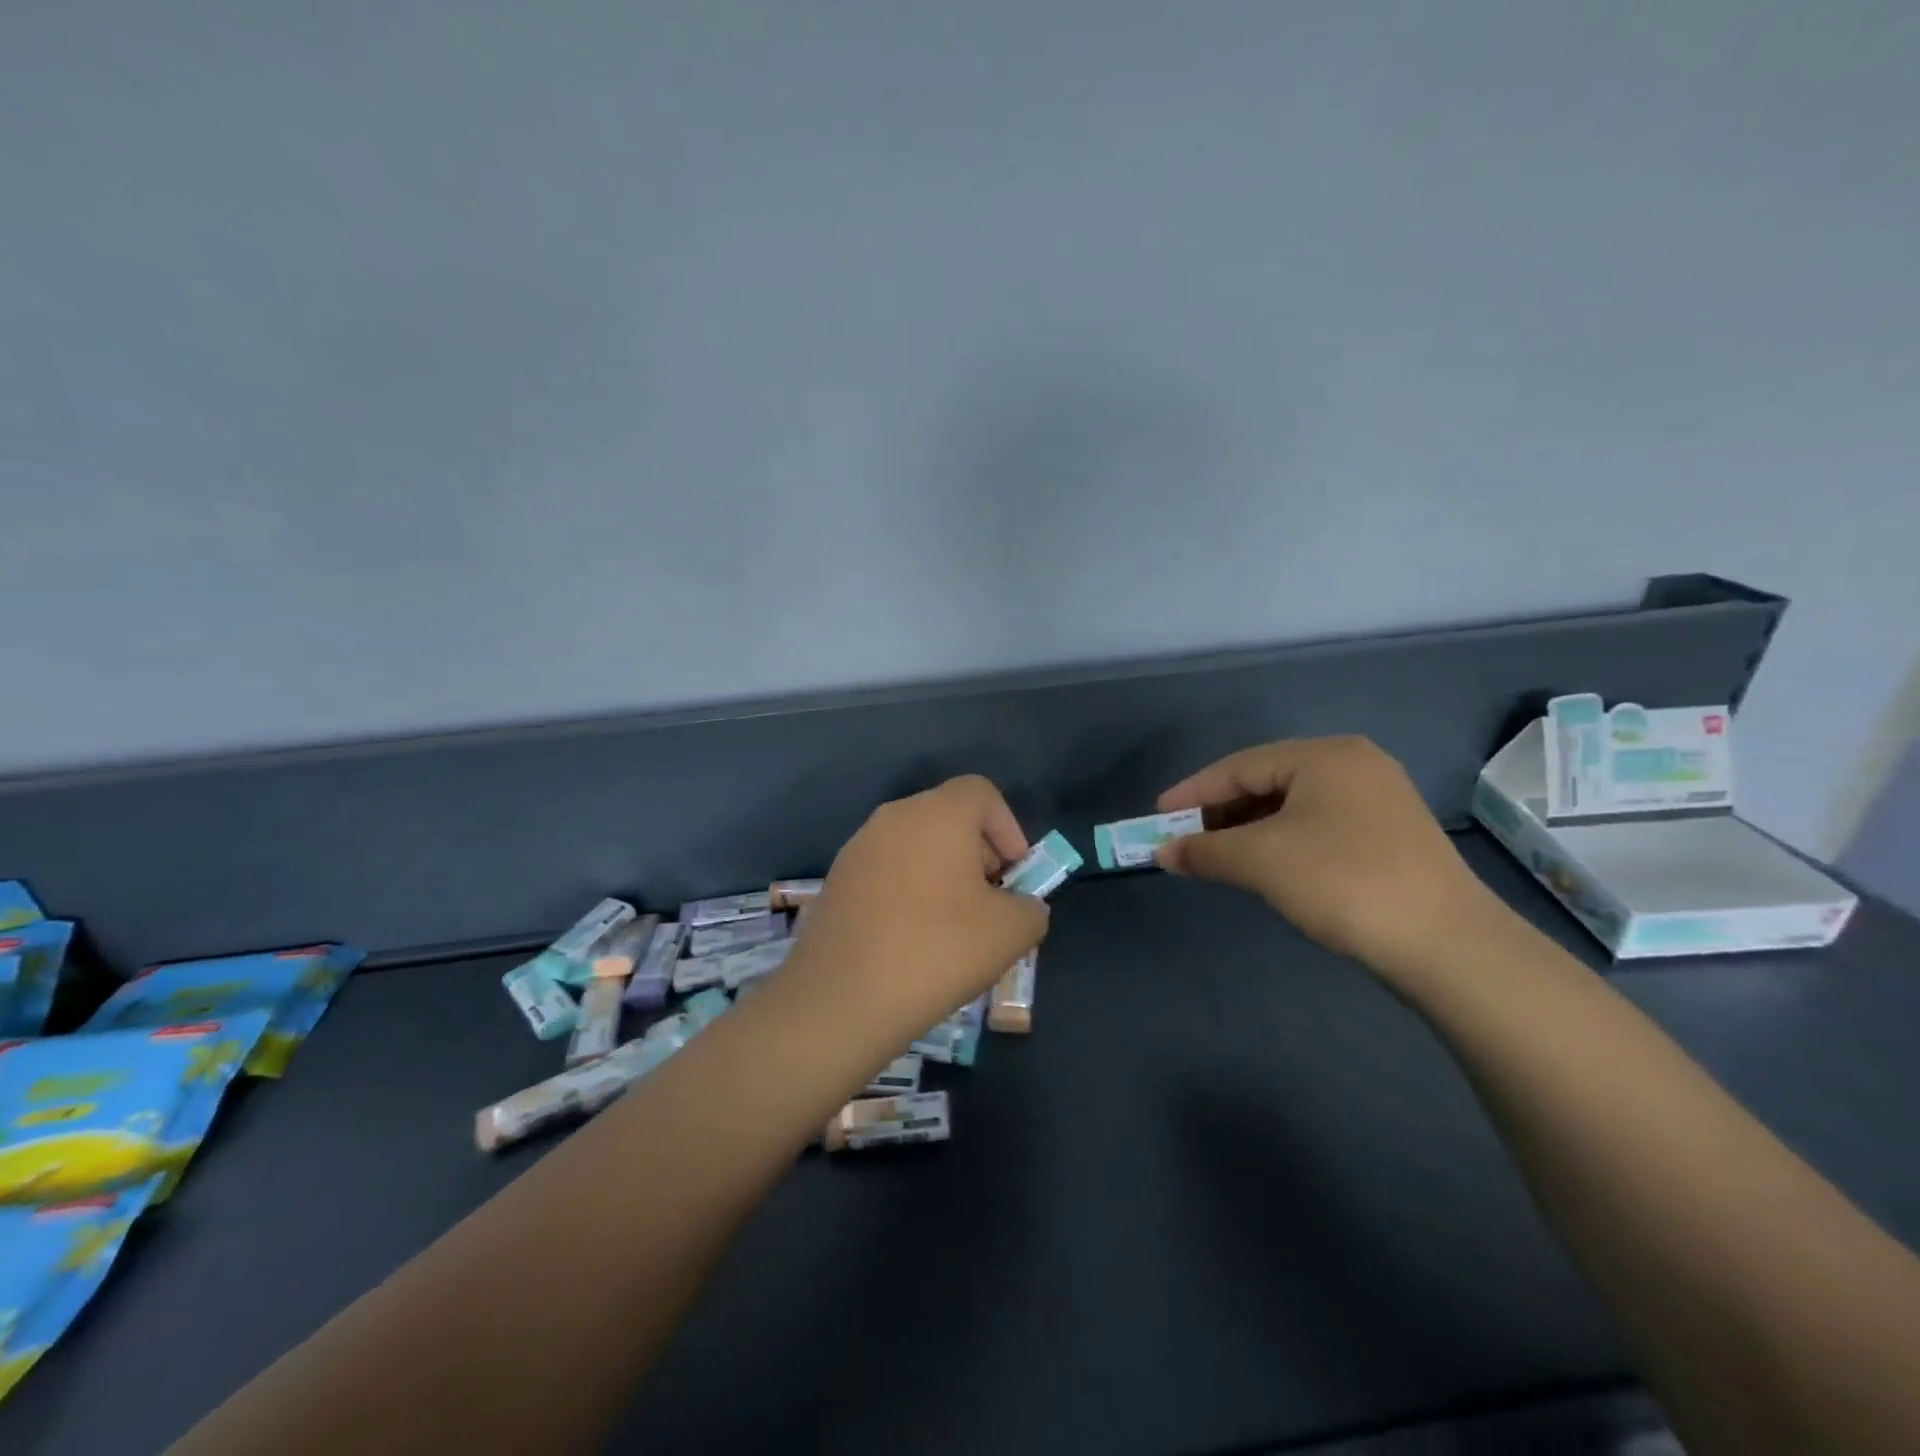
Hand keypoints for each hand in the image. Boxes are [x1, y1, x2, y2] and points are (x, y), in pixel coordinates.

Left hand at [789, 775, 1048, 1038]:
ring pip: (915, 845)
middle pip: (947, 817)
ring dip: (942, 873)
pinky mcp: (836, 880)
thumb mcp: (1011, 933)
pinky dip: (908, 890)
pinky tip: (912, 938)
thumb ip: (1031, 908)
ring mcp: (858, 847)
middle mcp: (893, 817)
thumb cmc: (937, 950)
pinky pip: (886, 870)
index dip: (1008, 828)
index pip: (981, 792)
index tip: (1014, 875)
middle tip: (990, 903)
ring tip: (952, 926)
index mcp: (937, 814)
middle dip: (978, 854)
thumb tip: (1022, 906)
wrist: (842, 998)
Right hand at [1155, 737, 1506, 984]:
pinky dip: (1282, 840)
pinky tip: (1266, 864)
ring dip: (1249, 829)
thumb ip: (1204, 850)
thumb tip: (1163, 852)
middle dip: (1220, 812)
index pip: (1239, 765)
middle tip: (1185, 839)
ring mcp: (1379, 799)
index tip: (1158, 817)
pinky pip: (1318, 824)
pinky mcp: (1391, 834)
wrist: (1445, 943)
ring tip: (1218, 855)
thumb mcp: (1260, 861)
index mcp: (1324, 755)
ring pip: (1293, 805)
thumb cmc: (1341, 880)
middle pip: (1267, 781)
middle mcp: (1353, 764)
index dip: (1193, 792)